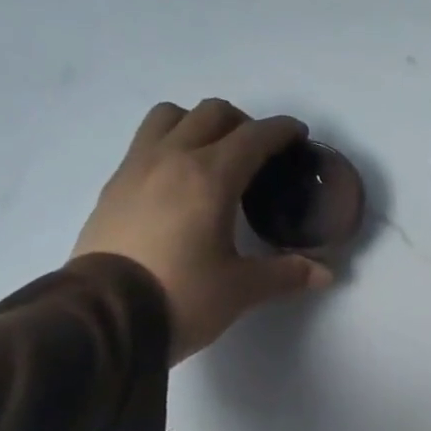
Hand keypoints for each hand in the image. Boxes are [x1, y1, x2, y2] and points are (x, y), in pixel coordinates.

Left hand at [73, 99, 332, 363]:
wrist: (105, 316)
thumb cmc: (182, 297)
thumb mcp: (241, 290)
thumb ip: (285, 274)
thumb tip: (325, 273)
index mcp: (210, 177)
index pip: (253, 137)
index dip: (281, 131)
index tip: (297, 135)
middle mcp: (172, 158)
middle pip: (212, 114)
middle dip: (242, 124)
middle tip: (258, 153)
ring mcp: (136, 168)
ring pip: (170, 117)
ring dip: (198, 124)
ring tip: (212, 156)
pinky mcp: (113, 187)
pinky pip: (145, 143)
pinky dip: (168, 146)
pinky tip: (177, 183)